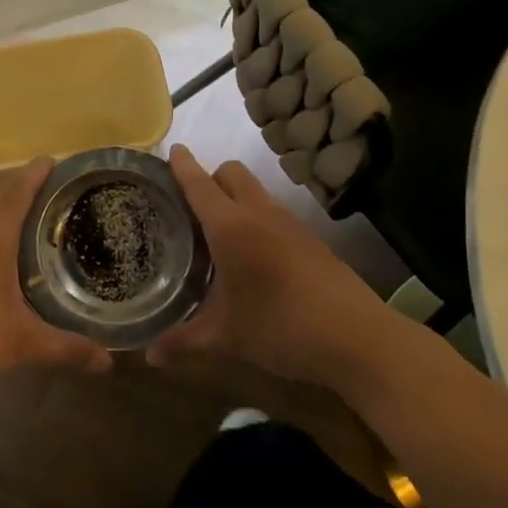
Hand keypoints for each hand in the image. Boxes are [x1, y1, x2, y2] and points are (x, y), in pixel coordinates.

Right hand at [146, 145, 402, 390]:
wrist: (357, 337)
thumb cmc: (281, 328)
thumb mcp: (227, 337)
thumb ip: (184, 341)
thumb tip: (149, 357)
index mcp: (230, 226)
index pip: (199, 183)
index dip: (183, 165)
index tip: (171, 150)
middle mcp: (259, 213)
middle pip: (231, 172)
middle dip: (210, 177)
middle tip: (190, 206)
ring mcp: (289, 223)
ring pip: (255, 191)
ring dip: (234, 198)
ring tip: (218, 234)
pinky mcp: (311, 238)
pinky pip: (274, 213)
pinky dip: (257, 219)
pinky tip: (253, 256)